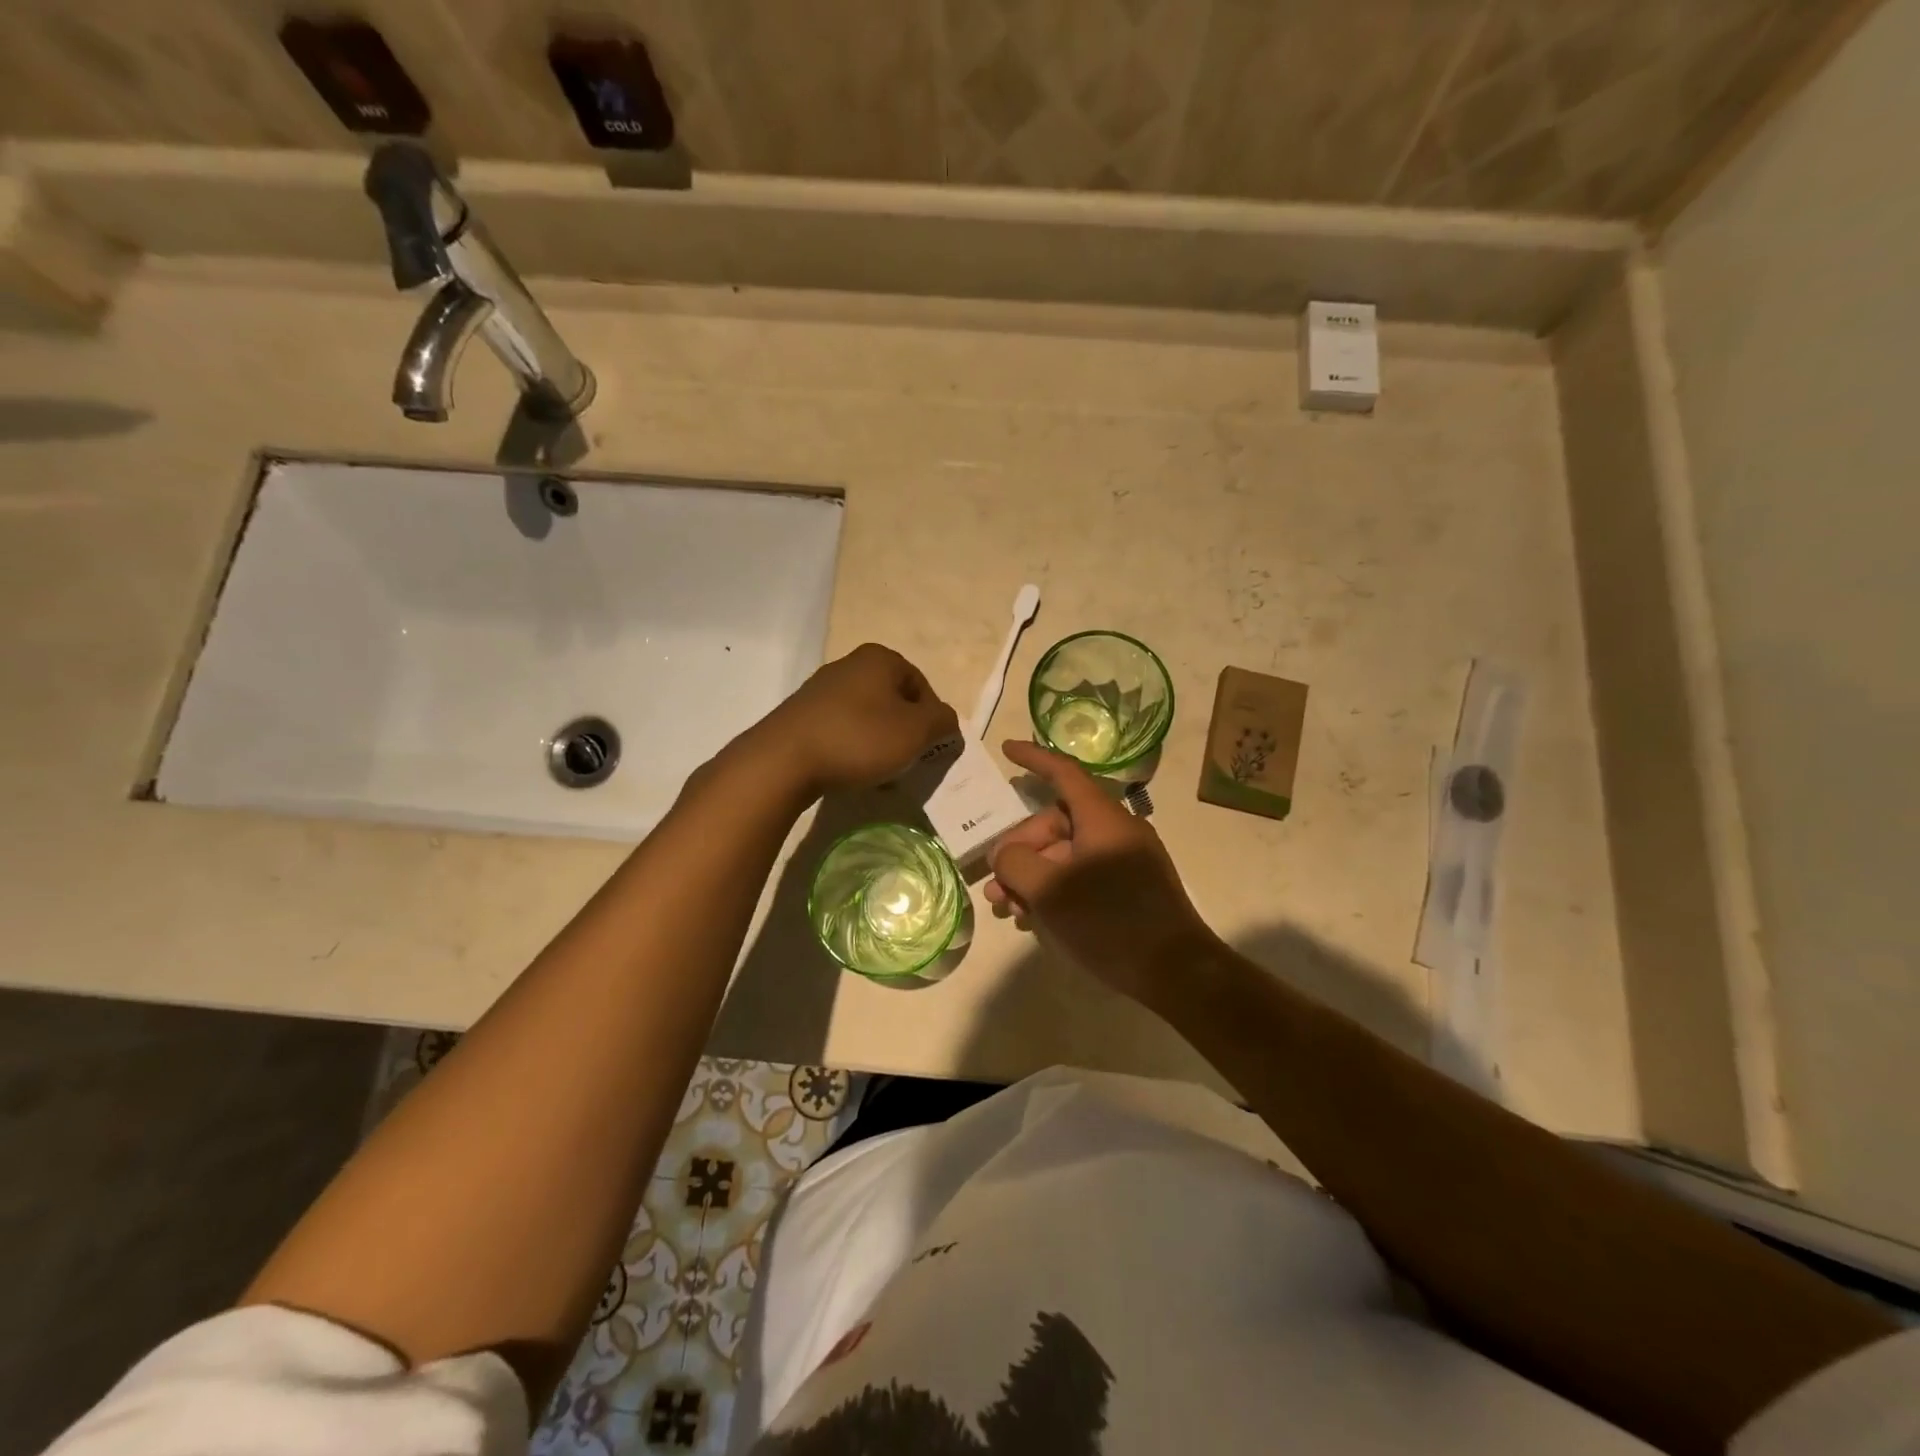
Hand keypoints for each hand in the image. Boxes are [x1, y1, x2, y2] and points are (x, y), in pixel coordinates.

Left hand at [752, 643, 958, 796]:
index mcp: (879, 658)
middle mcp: (849, 665)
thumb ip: (942, 720)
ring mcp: (821, 689)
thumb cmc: (859, 738)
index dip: (931, 718)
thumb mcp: (916, 731)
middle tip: (906, 761)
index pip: (922, 685)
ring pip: (867, 716)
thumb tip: (946, 719)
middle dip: (904, 732)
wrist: (784, 760)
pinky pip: (841, 729)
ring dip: (879, 743)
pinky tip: (850, 771)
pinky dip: (853, 748)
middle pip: (893, 700)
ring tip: (879, 772)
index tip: (928, 748)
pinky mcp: (801, 715)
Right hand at [986, 741, 1214, 1005]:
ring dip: (1033, 877)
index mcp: (1102, 818)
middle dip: (1019, 852)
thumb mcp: (1050, 890)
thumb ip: (1016, 862)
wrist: (1176, 971)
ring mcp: (1126, 861)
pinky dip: (1056, 890)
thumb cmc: (1110, 921)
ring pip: (1065, 855)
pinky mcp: (1130, 889)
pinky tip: (1034, 919)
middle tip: (996, 887)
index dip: (1033, 758)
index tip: (1006, 750)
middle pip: (1056, 824)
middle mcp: (1115, 831)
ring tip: (1007, 909)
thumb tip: (1006, 855)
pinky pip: (1083, 876)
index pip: (1064, 773)